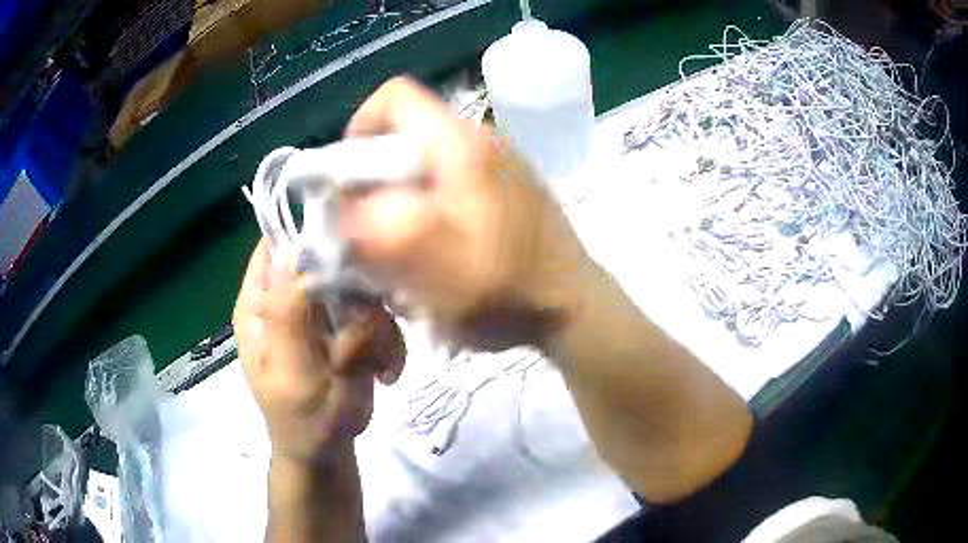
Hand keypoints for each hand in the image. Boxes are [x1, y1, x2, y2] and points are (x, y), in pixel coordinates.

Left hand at [233, 239, 405, 463]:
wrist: (327, 451)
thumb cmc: (300, 419)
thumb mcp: (289, 372)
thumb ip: (290, 316)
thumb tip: (300, 252)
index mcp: (260, 303)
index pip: (278, 244)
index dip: (310, 236)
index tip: (347, 251)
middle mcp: (292, 299)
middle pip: (328, 260)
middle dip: (357, 293)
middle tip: (369, 329)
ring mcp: (324, 313)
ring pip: (362, 289)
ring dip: (378, 328)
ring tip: (378, 366)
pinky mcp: (351, 329)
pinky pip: (380, 317)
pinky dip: (390, 344)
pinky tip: (385, 373)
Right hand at [342, 76, 594, 349]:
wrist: (575, 309)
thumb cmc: (510, 291)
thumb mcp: (434, 266)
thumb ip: (379, 229)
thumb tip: (345, 207)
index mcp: (462, 145)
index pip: (395, 97)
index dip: (360, 128)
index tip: (347, 180)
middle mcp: (481, 142)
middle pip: (405, 138)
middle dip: (375, 181)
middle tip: (368, 229)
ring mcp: (497, 166)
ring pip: (424, 166)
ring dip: (399, 203)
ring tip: (400, 251)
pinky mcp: (505, 191)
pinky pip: (448, 187)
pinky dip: (427, 213)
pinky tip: (433, 255)